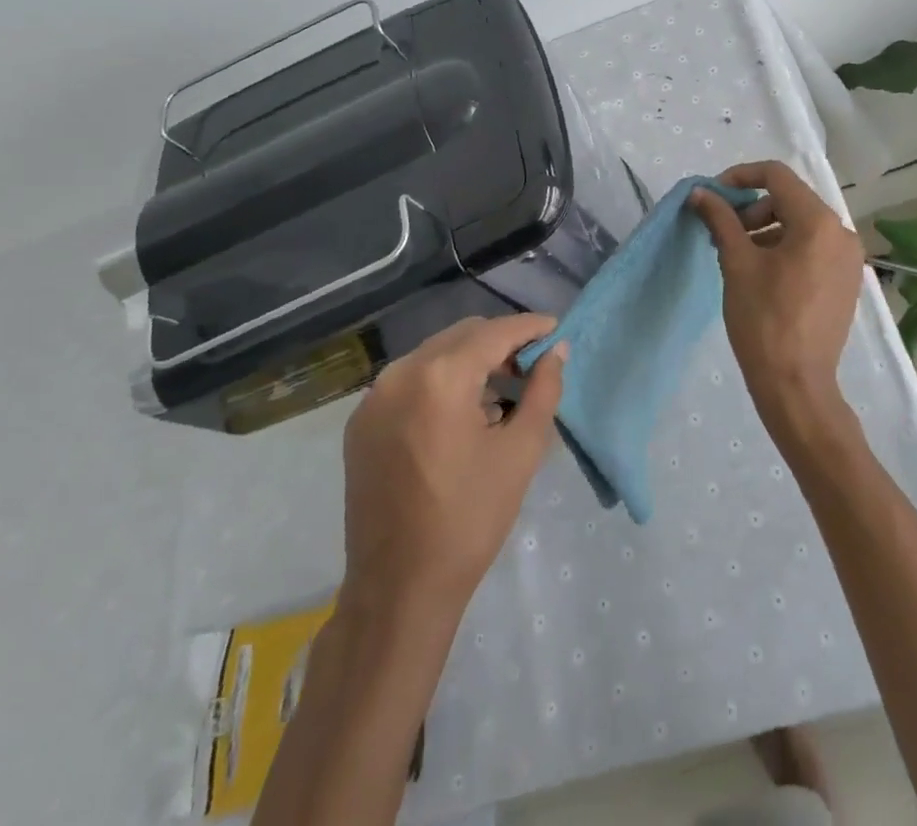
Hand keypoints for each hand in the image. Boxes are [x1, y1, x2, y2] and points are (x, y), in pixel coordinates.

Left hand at [341, 315, 567, 618]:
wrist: (398, 589)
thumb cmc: (469, 519)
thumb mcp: (520, 451)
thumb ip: (543, 390)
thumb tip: (556, 350)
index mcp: (440, 377)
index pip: (494, 333)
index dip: (528, 327)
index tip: (555, 329)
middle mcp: (400, 374)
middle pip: (462, 336)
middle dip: (500, 343)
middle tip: (532, 366)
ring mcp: (374, 397)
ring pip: (434, 355)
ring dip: (470, 361)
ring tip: (501, 391)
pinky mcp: (361, 422)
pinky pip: (409, 381)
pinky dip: (441, 381)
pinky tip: (462, 413)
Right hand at [689, 160, 864, 445]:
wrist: (796, 384)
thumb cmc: (763, 320)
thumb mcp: (736, 263)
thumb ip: (720, 219)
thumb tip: (701, 193)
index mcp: (818, 222)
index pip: (776, 176)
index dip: (740, 177)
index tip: (713, 195)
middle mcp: (842, 233)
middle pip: (790, 199)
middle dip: (752, 208)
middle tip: (722, 232)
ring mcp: (848, 258)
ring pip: (801, 224)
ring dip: (766, 228)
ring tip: (736, 255)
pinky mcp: (846, 280)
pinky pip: (813, 247)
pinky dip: (785, 247)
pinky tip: (761, 272)